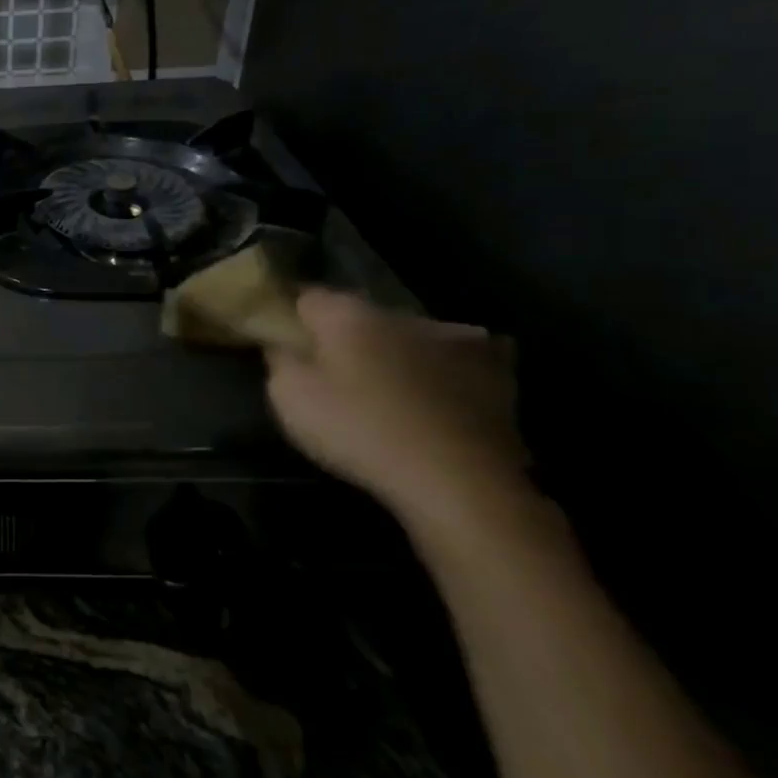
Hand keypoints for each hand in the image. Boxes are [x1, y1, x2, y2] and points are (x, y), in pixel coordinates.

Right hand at [265, 289, 533, 535]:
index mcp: (346, 313)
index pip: (304, 296)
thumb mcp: (288, 396)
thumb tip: (283, 341)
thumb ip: (280, 359)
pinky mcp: (496, 373)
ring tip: (385, 382)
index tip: (280, 340)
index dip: (289, 316)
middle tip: (329, 368)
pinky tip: (441, 386)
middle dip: (343, 334)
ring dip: (395, 348)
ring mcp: (454, 339)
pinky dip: (447, 365)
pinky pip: (461, 356)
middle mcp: (399, 314)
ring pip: (409, 333)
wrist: (459, 481)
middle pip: (358, 315)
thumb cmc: (359, 430)